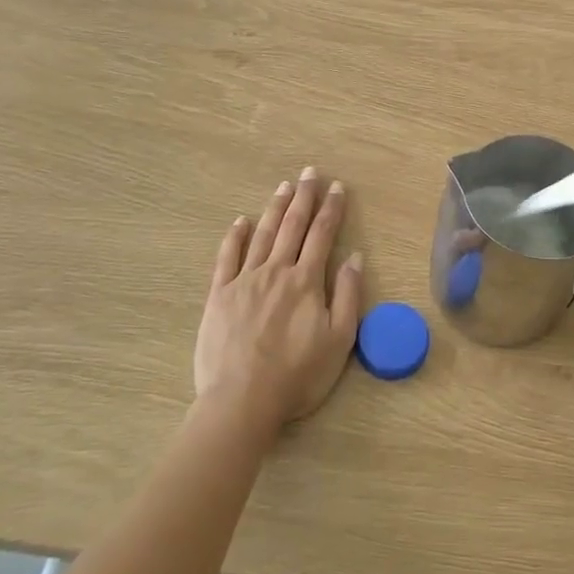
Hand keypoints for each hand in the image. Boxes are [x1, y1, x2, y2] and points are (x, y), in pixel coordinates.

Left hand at [195, 169, 363, 433]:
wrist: (242, 401)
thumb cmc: (297, 376)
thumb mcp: (339, 341)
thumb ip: (347, 295)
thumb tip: (355, 257)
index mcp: (306, 281)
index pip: (322, 235)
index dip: (331, 209)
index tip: (337, 187)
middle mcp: (276, 271)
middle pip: (293, 226)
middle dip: (304, 197)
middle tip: (310, 173)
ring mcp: (244, 281)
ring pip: (263, 235)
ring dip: (275, 208)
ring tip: (284, 186)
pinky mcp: (219, 295)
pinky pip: (227, 258)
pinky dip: (235, 237)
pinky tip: (241, 221)